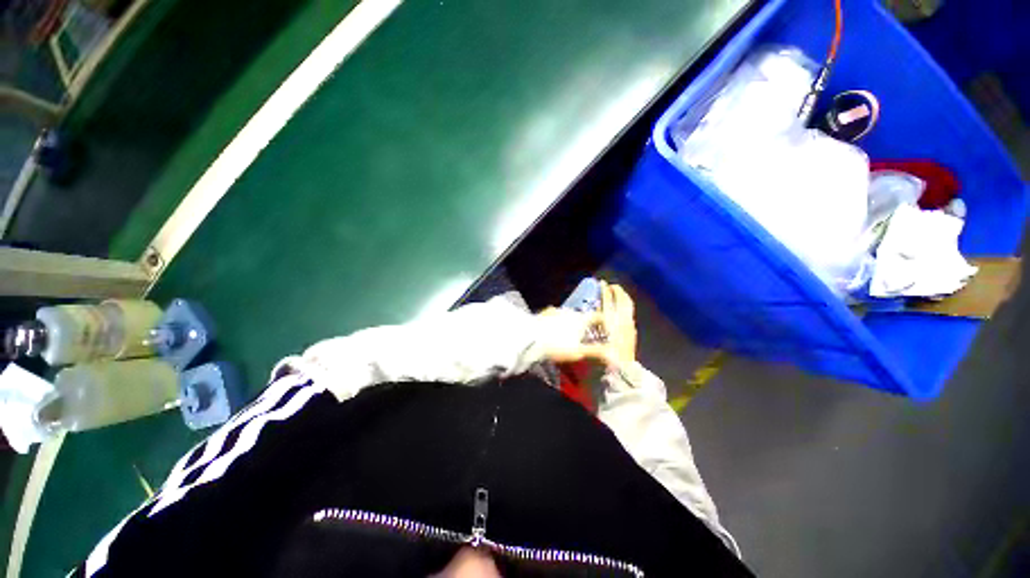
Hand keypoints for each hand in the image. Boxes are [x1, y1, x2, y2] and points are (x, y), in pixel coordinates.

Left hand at [535, 282, 637, 367]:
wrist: (531, 338)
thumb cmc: (557, 346)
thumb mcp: (579, 352)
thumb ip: (596, 351)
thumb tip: (611, 353)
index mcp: (582, 319)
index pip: (598, 316)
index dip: (604, 323)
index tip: (605, 332)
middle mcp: (571, 311)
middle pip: (583, 317)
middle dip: (585, 326)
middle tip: (584, 338)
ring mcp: (557, 310)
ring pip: (568, 316)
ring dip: (571, 324)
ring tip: (567, 336)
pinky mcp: (545, 313)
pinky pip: (555, 316)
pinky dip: (558, 322)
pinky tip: (553, 331)